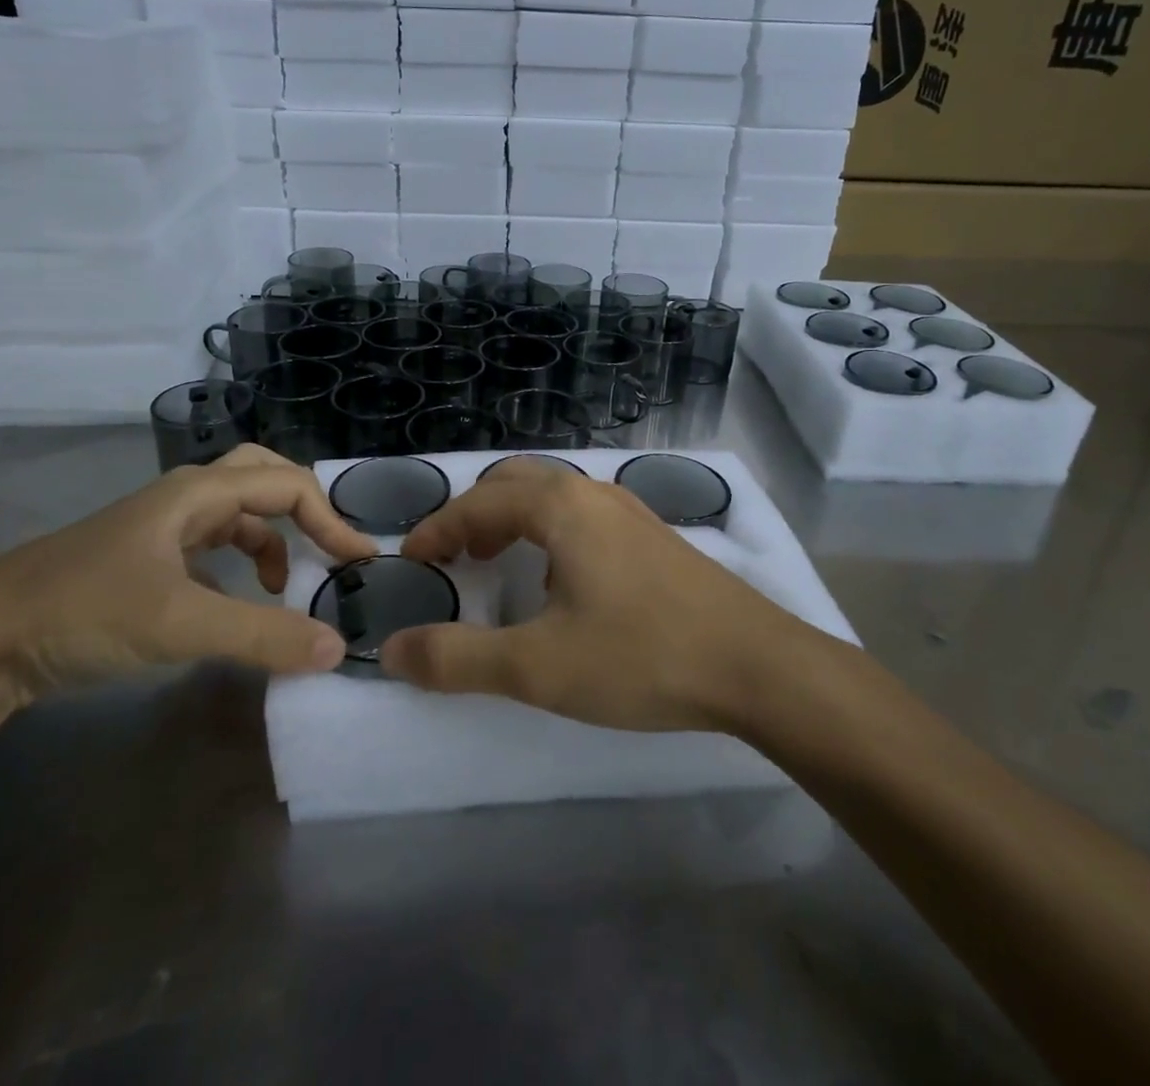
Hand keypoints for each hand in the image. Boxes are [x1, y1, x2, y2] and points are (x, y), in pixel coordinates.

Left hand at [0, 445, 376, 700]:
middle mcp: (185, 498)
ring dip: (271, 537)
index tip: (360, 562)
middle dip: (303, 507)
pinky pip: (211, 545)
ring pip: (236, 513)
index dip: (331, 520)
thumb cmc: (85, 612)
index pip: (287, 487)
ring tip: (285, 583)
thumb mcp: (181, 623)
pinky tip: (236, 600)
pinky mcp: (146, 558)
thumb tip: (337, 647)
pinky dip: (239, 563)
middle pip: (262, 477)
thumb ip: (262, 635)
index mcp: (198, 492)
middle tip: (329, 546)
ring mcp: (162, 527)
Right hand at [384, 459, 807, 731]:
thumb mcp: (537, 667)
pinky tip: (563, 583)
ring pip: (555, 495)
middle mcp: (594, 493)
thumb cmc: (641, 655)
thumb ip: (458, 659)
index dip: (436, 530)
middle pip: (515, 483)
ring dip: (515, 520)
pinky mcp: (656, 538)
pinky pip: (585, 515)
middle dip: (475, 515)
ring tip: (499, 563)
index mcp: (560, 505)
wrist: (757, 665)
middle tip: (455, 558)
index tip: (410, 562)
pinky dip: (551, 532)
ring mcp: (631, 512)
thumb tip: (392, 650)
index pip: (477, 504)